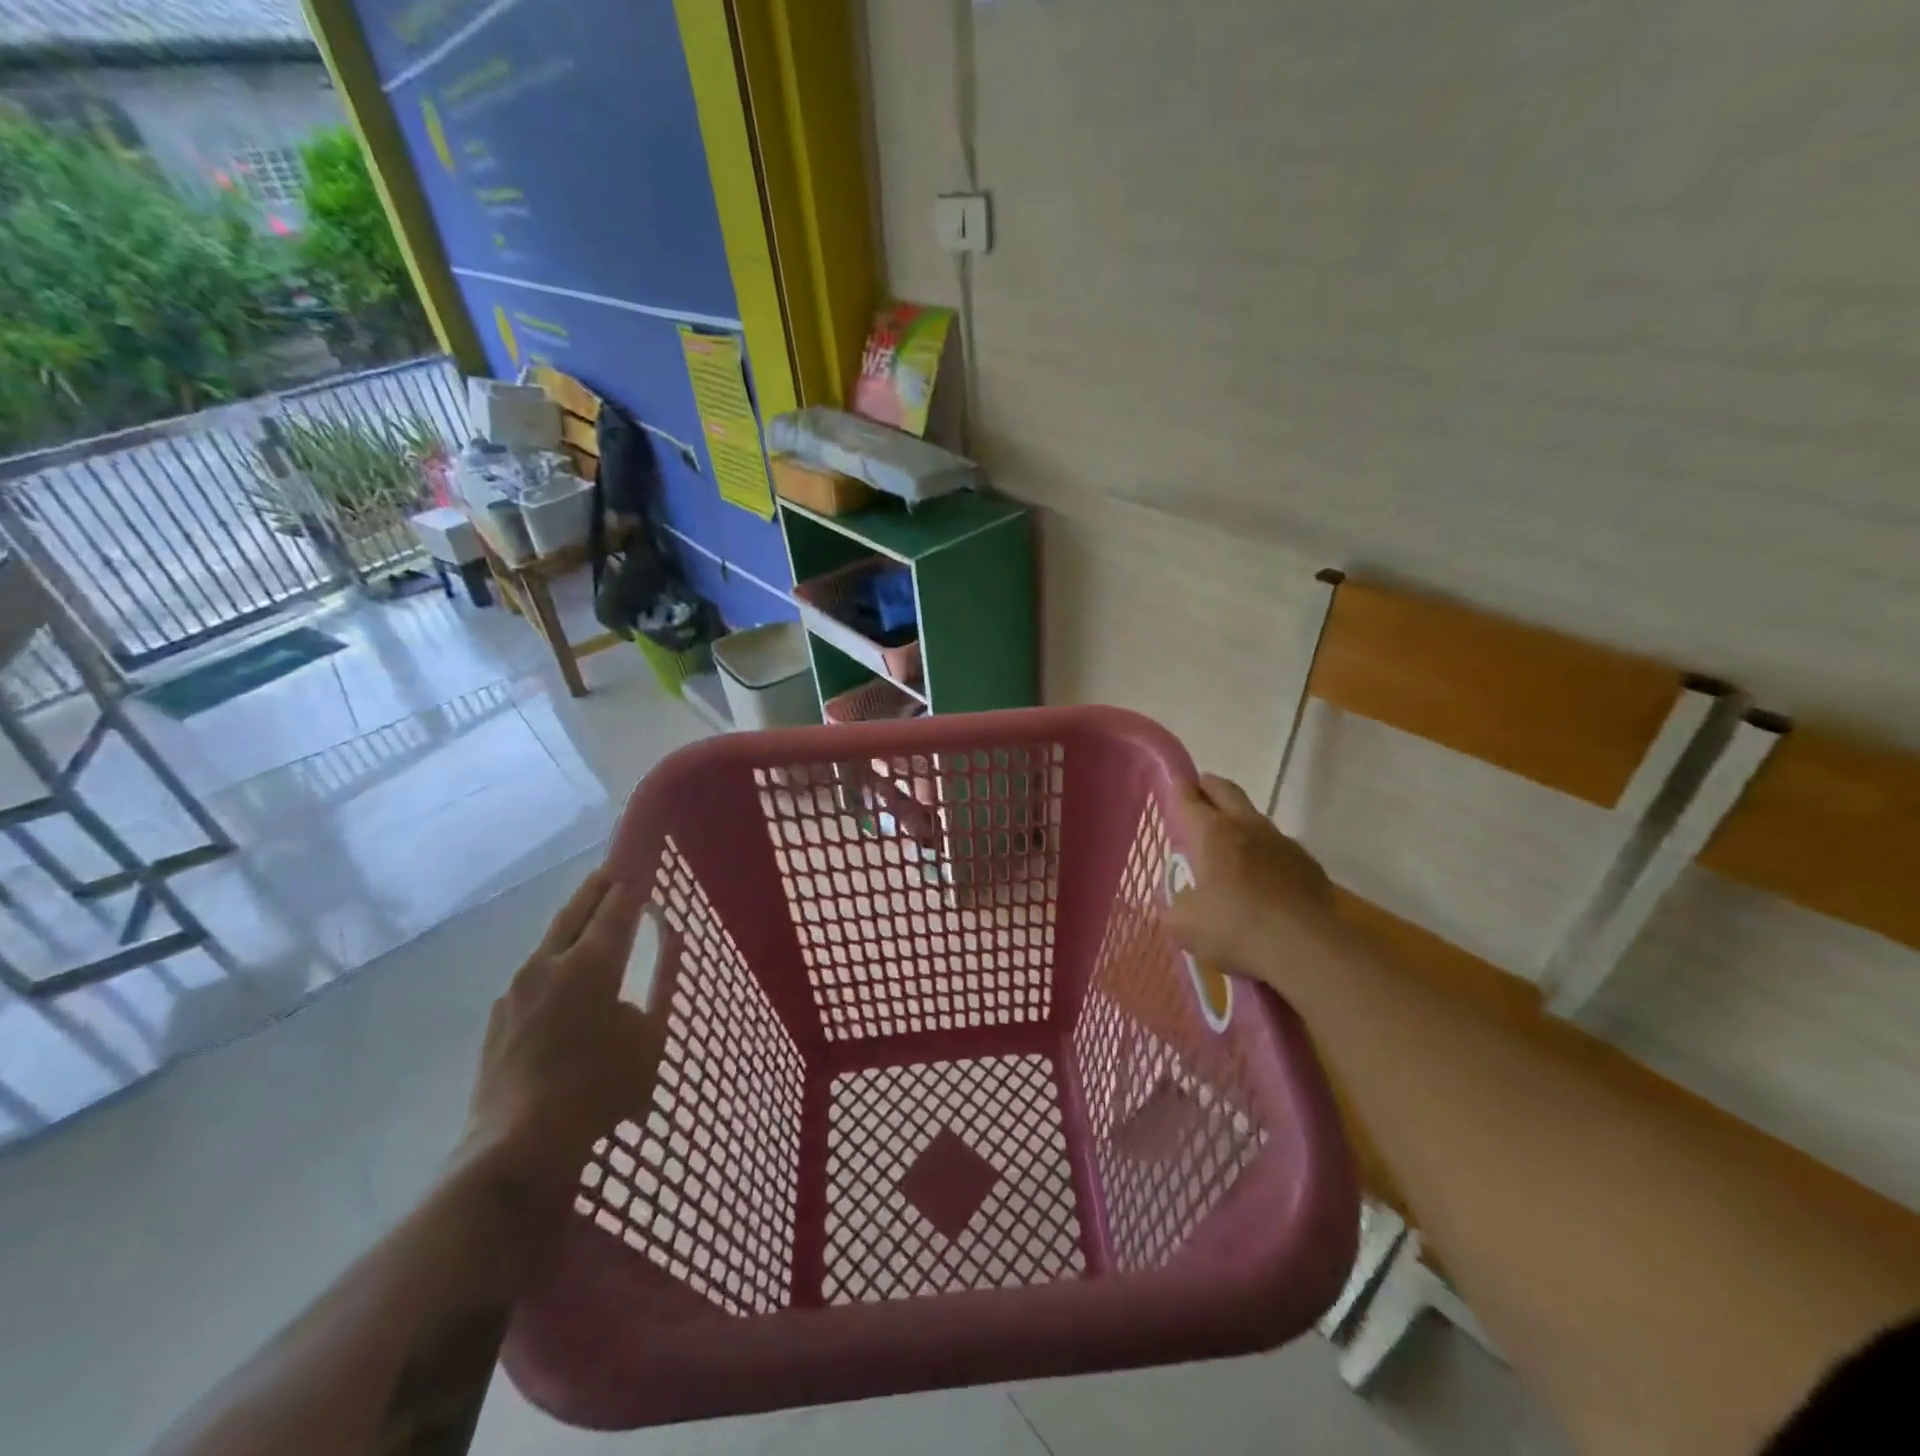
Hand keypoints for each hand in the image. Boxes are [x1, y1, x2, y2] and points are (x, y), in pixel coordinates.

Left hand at [455, 869, 665, 1210]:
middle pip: (576, 910)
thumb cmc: (601, 1087)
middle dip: (598, 888)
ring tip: (590, 921)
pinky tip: (562, 982)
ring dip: (573, 924)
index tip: (642, 864)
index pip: (616, 906)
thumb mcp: (651, 1035)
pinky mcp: (499, 1016)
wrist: (518, 1145)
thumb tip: (672, 940)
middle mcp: (549, 963)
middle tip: (614, 872)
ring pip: (550, 939)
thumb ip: (662, 982)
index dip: (632, 883)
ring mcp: (517, 989)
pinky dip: (554, 963)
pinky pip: (533, 975)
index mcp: (591, 963)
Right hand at [1166, 774, 1335, 986]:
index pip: (1188, 798)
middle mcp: (1245, 826)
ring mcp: (1280, 841)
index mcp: (1210, 833)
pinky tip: (1263, 872)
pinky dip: (1265, 850)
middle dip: (1209, 786)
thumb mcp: (1184, 925)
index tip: (1175, 780)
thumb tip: (1177, 901)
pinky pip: (1279, 846)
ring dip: (1239, 819)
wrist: (1306, 947)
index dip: (1179, 787)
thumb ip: (1174, 907)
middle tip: (1199, 790)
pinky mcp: (1307, 862)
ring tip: (1229, 837)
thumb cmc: (1235, 928)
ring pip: (1254, 816)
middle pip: (1225, 791)